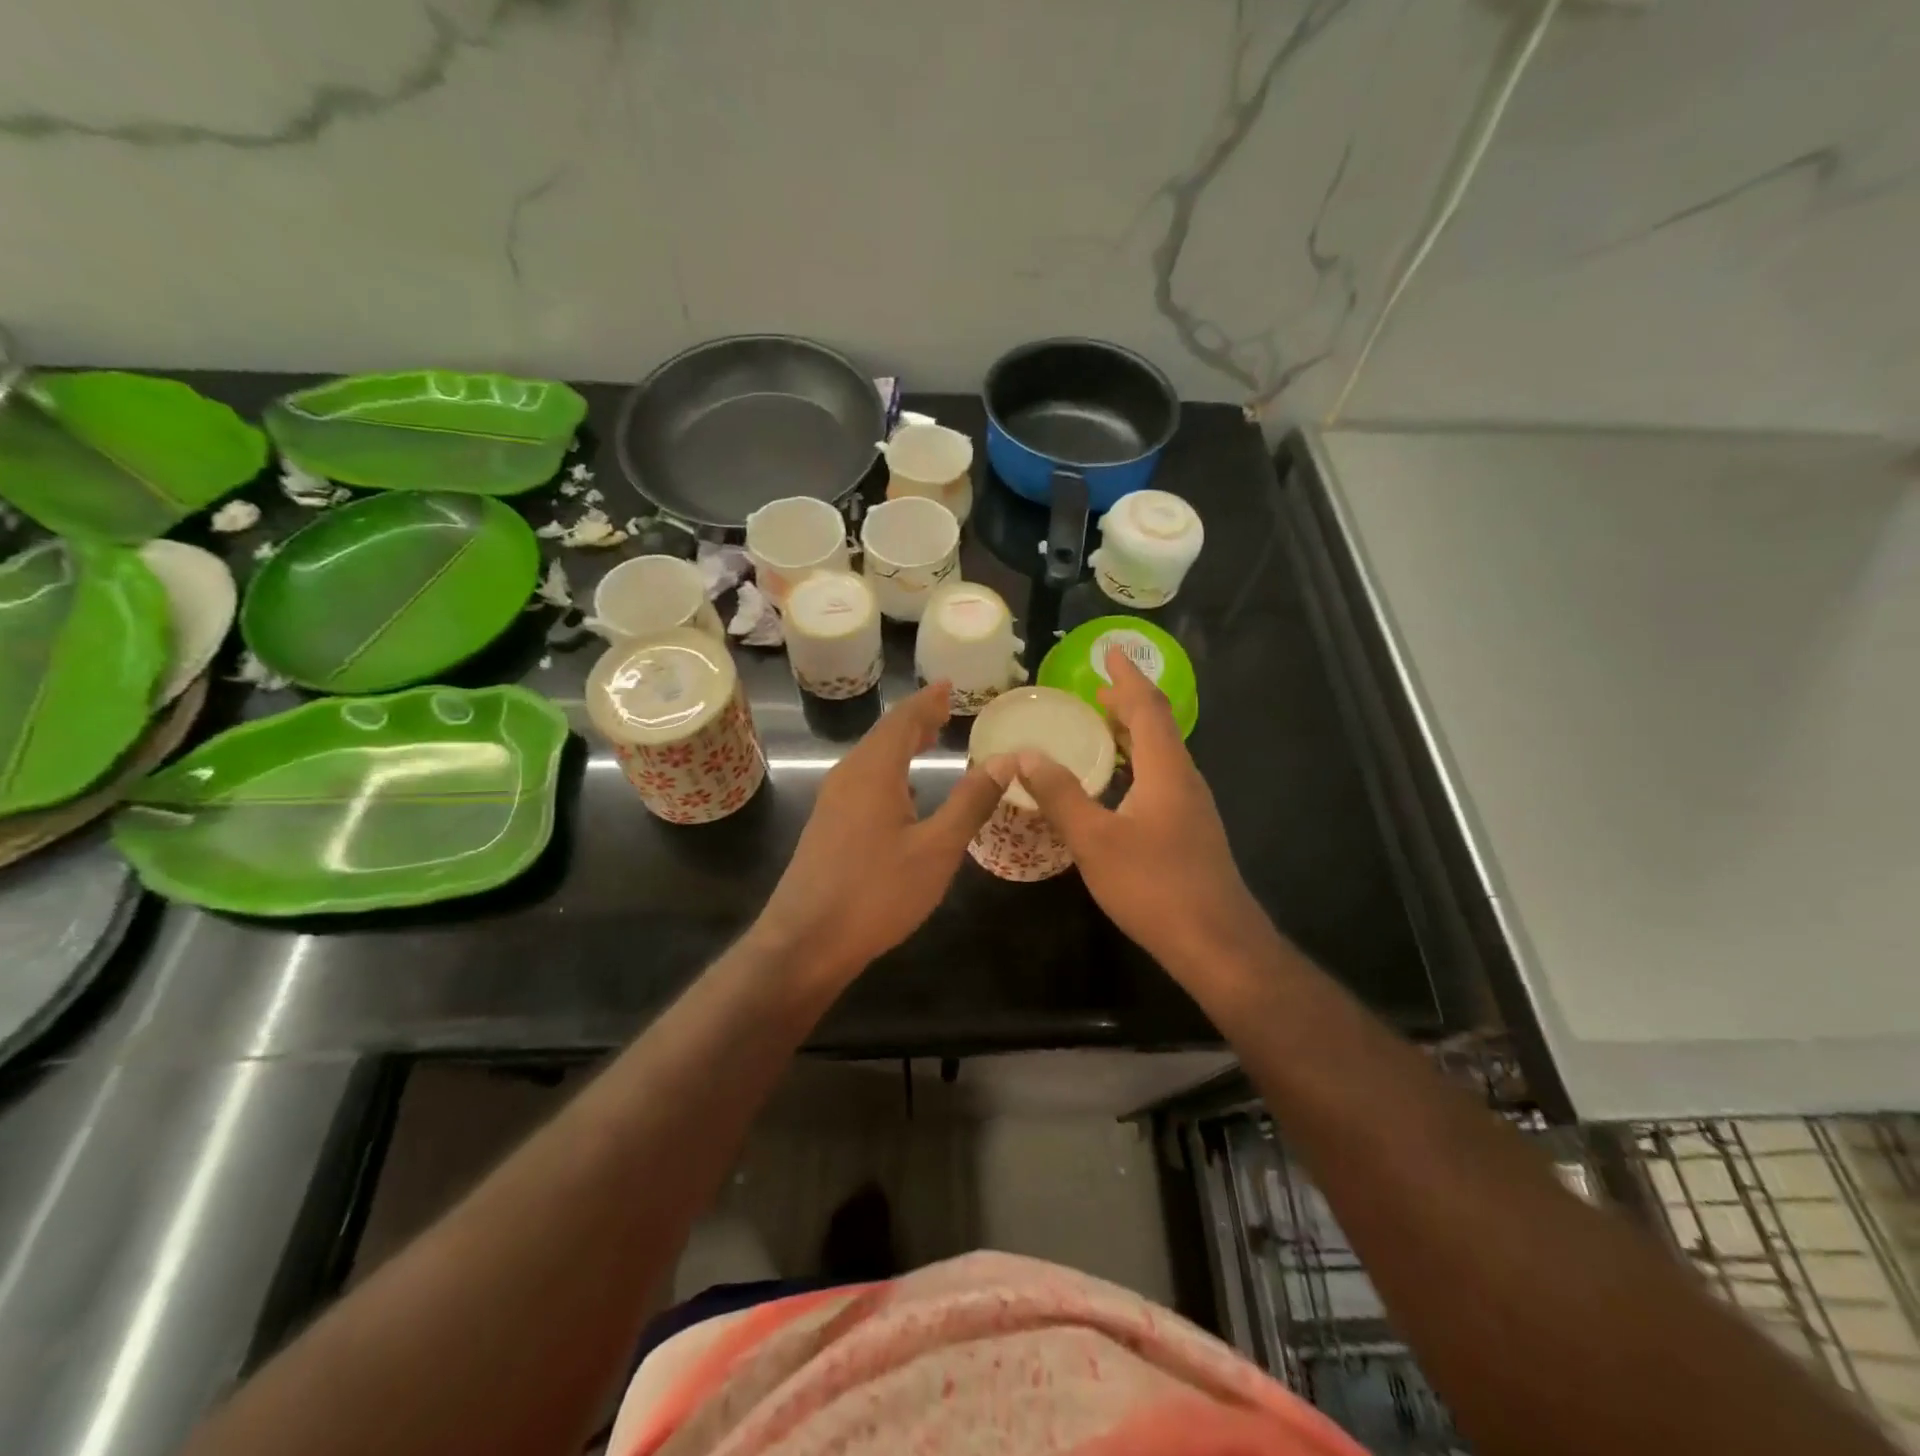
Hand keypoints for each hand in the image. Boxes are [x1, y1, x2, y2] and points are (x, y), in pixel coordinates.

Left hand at [755, 681, 1006, 985]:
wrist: (805, 942)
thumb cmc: (876, 893)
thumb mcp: (937, 849)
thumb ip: (970, 802)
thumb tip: (1003, 760)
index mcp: (873, 771)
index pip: (903, 720)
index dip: (927, 701)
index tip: (947, 685)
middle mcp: (848, 777)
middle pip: (883, 735)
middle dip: (914, 720)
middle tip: (944, 709)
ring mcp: (832, 803)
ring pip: (871, 759)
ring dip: (900, 746)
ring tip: (928, 741)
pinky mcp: (826, 827)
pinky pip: (863, 782)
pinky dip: (889, 772)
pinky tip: (903, 794)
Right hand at [1014, 646, 1265, 976]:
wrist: (1216, 943)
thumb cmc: (1154, 885)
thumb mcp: (1094, 839)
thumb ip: (1060, 795)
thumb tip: (1025, 755)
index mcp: (1166, 769)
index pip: (1147, 707)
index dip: (1128, 677)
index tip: (1111, 651)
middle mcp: (1184, 779)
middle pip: (1158, 726)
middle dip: (1129, 703)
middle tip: (1097, 690)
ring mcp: (1192, 807)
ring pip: (1162, 754)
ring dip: (1133, 734)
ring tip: (1103, 727)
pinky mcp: (1191, 831)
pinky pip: (1162, 778)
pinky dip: (1137, 763)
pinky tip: (1118, 785)